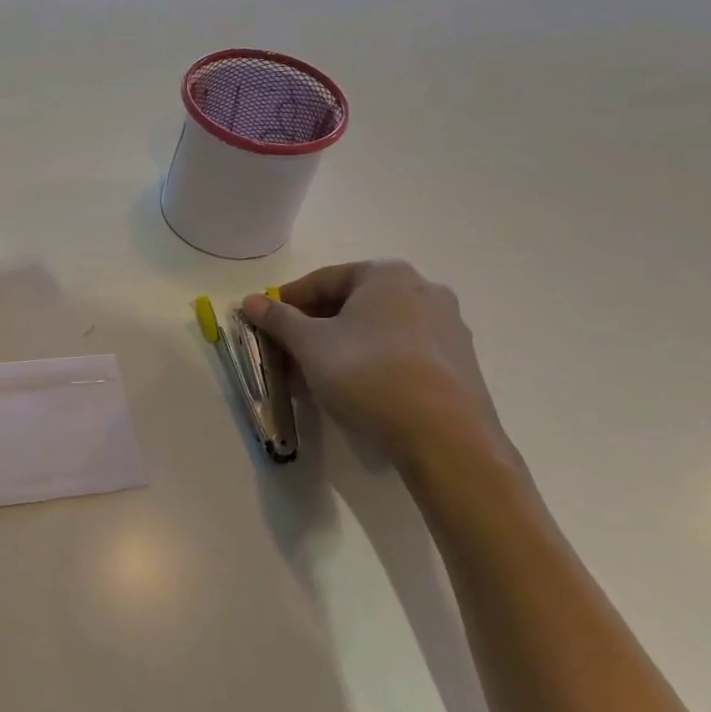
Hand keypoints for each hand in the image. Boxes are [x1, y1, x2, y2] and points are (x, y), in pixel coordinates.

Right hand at [242, 261, 521, 487]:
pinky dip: (371, 363)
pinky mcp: (460, 364)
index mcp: (387, 274)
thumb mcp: (310, 344)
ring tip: (314, 376)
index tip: (266, 323)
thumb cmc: (368, 373)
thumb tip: (251, 301)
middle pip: (352, 304)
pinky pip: (401, 353)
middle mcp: (423, 290)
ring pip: (376, 330)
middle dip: (314, 327)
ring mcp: (448, 328)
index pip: (323, 279)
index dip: (288, 301)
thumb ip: (278, 319)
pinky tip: (352, 390)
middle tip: (287, 352)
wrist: (445, 437)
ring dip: (340, 347)